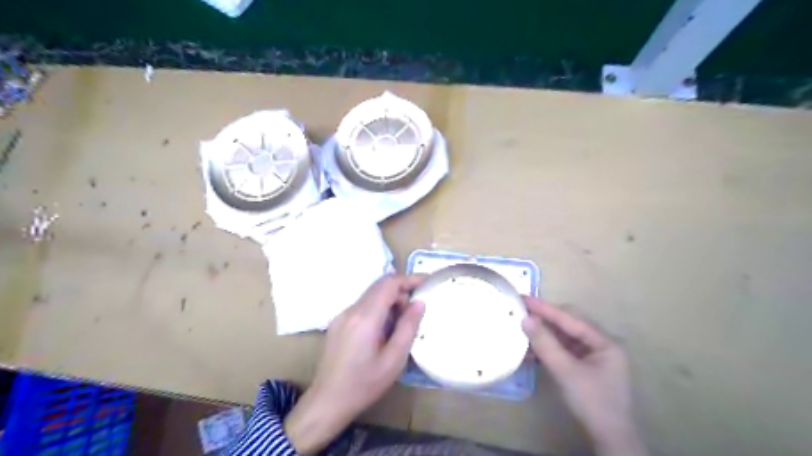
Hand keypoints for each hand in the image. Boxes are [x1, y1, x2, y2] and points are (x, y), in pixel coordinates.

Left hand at [283, 277, 425, 453]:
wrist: (327, 402)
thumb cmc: (364, 384)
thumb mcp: (394, 360)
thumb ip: (408, 327)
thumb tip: (419, 302)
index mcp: (365, 317)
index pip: (389, 284)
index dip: (409, 279)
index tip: (427, 282)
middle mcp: (351, 310)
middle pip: (379, 286)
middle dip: (401, 291)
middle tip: (417, 309)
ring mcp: (341, 316)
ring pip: (371, 296)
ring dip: (389, 301)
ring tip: (402, 323)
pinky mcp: (338, 323)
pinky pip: (362, 306)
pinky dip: (378, 309)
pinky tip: (384, 330)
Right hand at [528, 296, 648, 455]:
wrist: (608, 439)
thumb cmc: (592, 403)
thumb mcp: (566, 372)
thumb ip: (546, 344)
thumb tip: (525, 319)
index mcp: (604, 342)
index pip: (571, 319)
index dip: (546, 309)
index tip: (524, 298)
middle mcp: (600, 345)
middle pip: (568, 326)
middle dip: (544, 320)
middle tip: (521, 313)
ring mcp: (592, 357)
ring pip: (563, 338)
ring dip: (543, 336)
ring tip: (522, 331)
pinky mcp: (583, 367)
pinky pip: (562, 351)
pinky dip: (547, 350)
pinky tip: (530, 352)